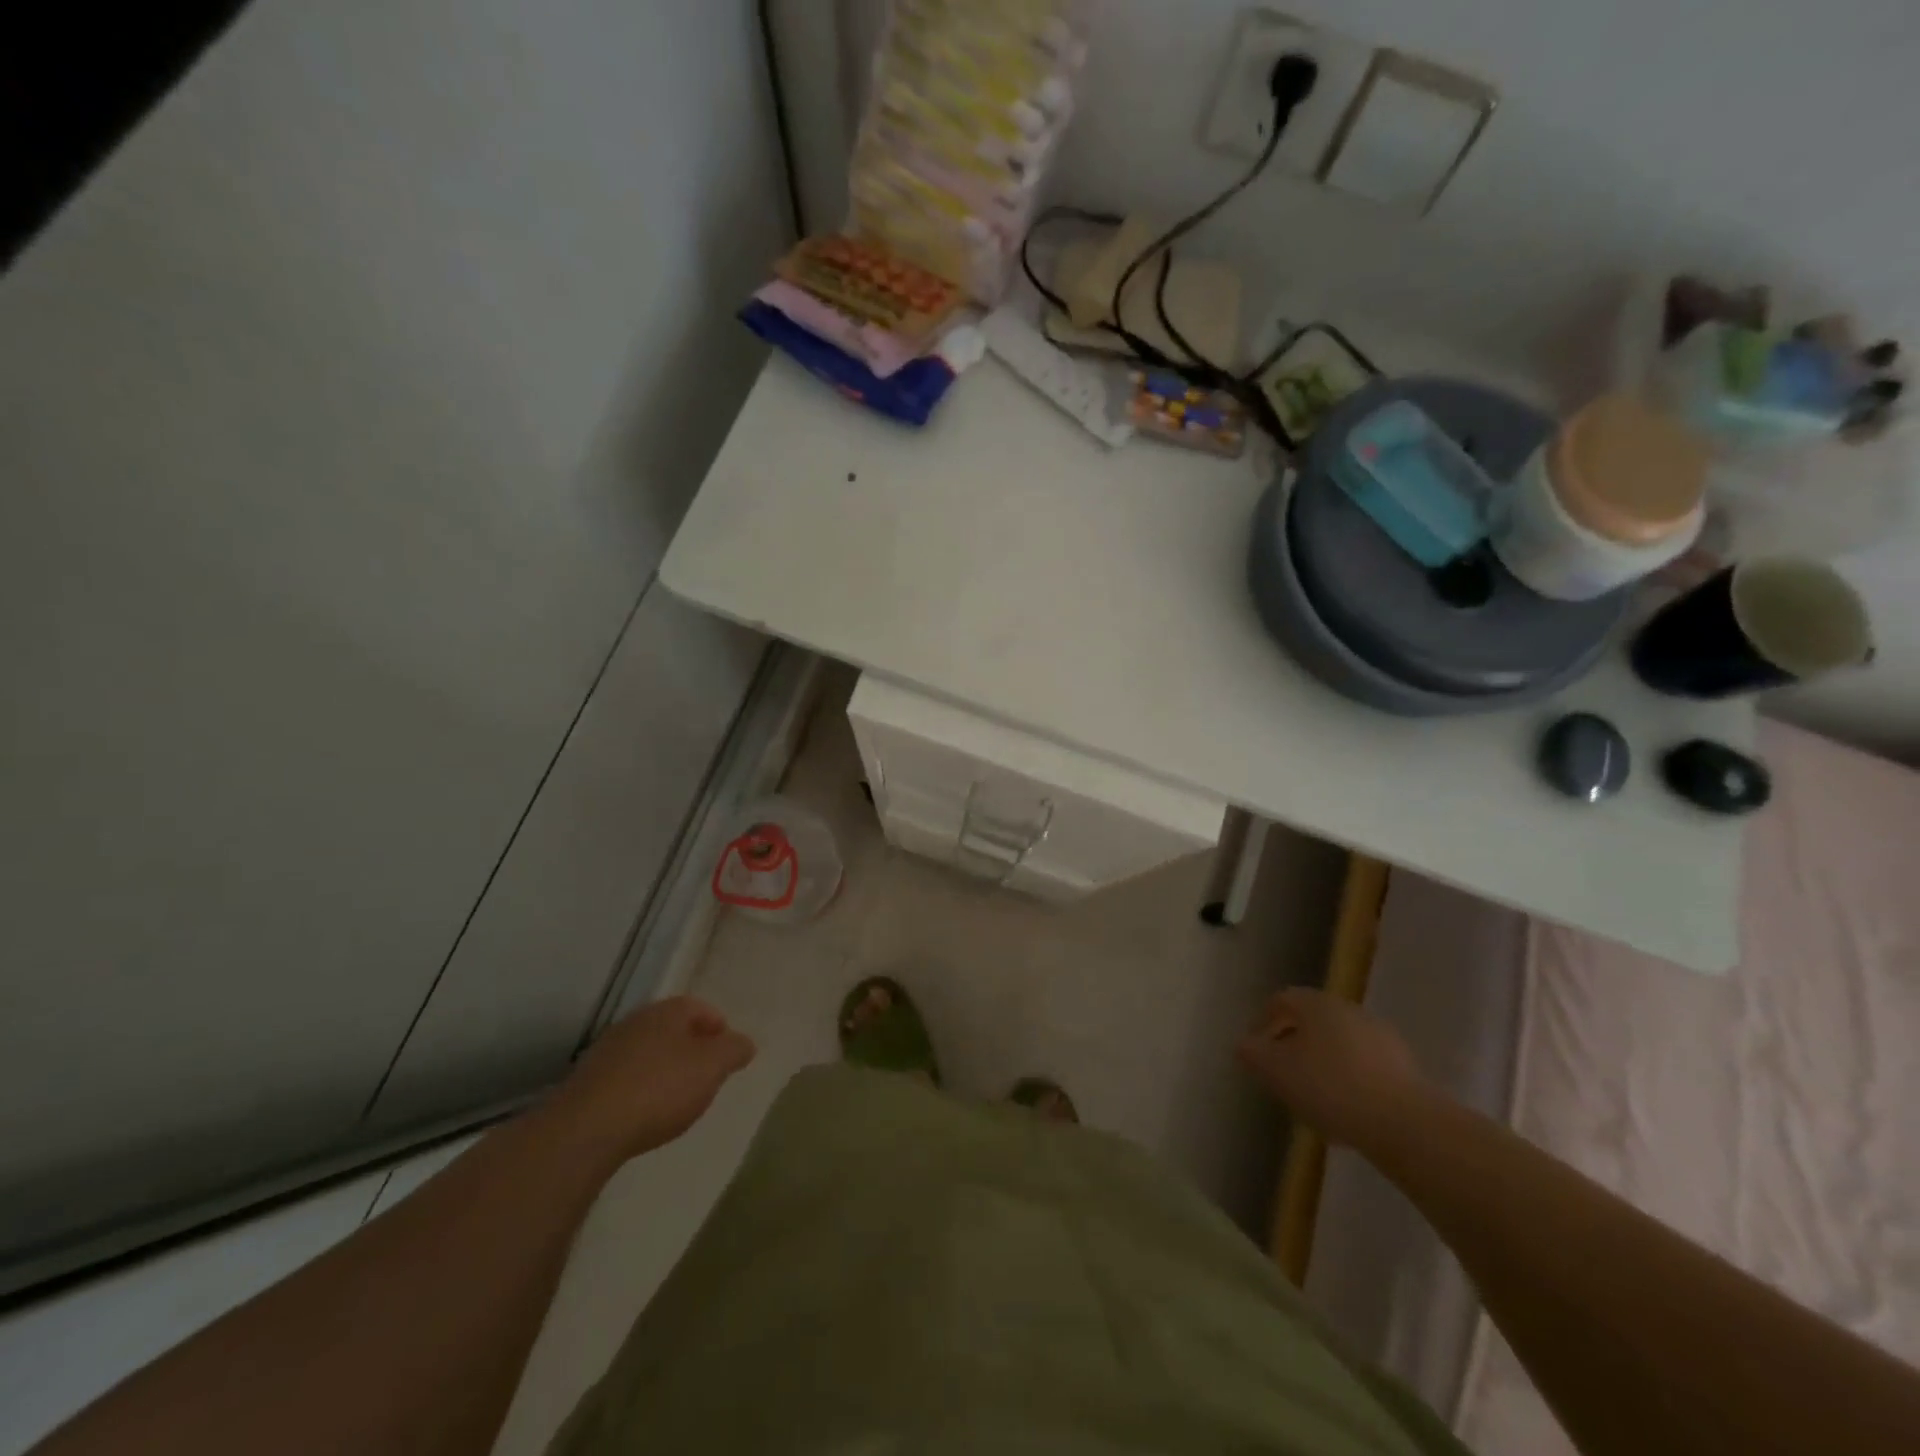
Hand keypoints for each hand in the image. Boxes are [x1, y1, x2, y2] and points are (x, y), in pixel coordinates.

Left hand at [548, 997, 755, 1164]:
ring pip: (648, 1053)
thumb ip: (734, 1050)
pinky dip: (640, 1090)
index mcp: (667, 1011)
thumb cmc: (659, 1088)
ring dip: (665, 1070)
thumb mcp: (713, 1067)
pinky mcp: (587, 1083)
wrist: (586, 1130)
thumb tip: (743, 1043)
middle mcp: (636, 1022)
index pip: (701, 1008)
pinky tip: (644, 1115)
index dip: (719, 1029)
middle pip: (673, 1029)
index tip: (728, 1057)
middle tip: (706, 1078)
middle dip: (692, 1050)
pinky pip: (626, 1079)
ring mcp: (607, 1051)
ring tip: (677, 1100)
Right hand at [1237, 989, 1431, 1148]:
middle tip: (1281, 1073)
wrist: (1406, 1124)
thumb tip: (1244, 1045)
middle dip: (1293, 1044)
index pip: (1281, 1000)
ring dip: (1322, 1063)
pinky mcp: (1405, 1068)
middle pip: (1312, 1021)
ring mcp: (1381, 1038)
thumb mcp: (1275, 1071)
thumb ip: (1252, 1053)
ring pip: (1339, 1044)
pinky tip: (1345, 1111)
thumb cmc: (1330, 1087)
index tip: (1255, 1049)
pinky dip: (1349, 1080)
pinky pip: (1364, 1066)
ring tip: (1312, 1097)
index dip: (1262, 1021)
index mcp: (1317, 1004)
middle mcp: (1350, 1010)